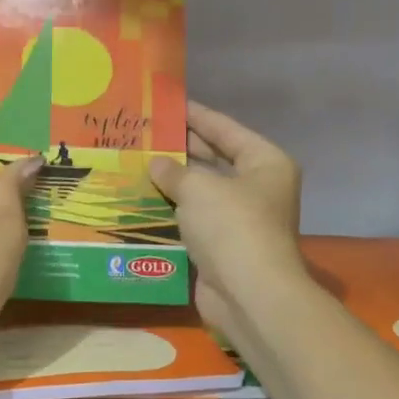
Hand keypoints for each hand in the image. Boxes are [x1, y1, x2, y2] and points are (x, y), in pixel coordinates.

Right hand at [150, 102, 306, 343]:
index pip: (225, 129)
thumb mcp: (199, 187)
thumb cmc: (232, 226)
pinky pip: (191, 219)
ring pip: (199, 192)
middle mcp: (256, 188)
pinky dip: (170, 211)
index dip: (197, 115)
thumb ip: (174, 171)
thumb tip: (157, 164)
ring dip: (171, 182)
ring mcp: (239, 219)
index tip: (167, 104)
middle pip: (213, 159)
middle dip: (180, 149)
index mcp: (264, 163)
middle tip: (143, 134)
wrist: (248, 294)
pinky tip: (140, 200)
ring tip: (134, 163)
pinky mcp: (221, 246)